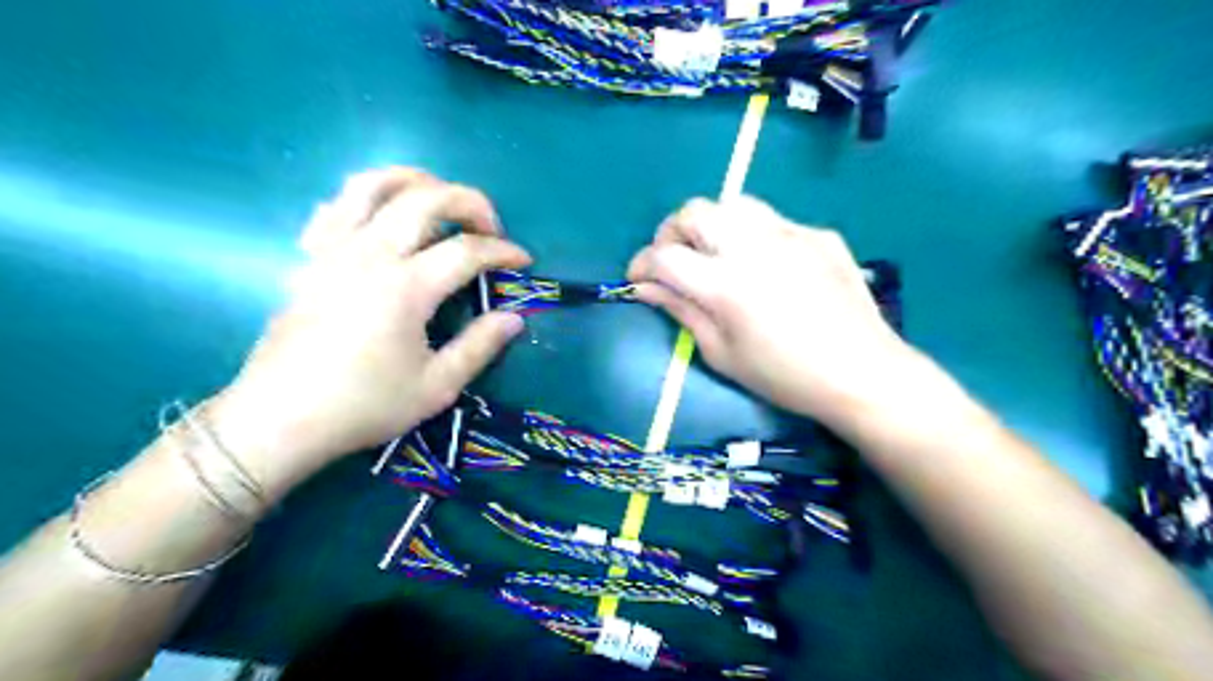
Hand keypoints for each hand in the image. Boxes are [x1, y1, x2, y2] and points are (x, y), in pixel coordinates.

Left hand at [210, 169, 531, 491]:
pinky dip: (367, 199)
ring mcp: (333, 249)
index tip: (524, 261)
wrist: (280, 419)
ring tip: (439, 199)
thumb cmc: (363, 406)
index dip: (503, 251)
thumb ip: (480, 346)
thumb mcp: (436, 387)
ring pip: (373, 184)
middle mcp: (370, 254)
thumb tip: (514, 318)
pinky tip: (383, 220)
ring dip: (415, 180)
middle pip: (426, 198)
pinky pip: (336, 206)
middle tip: (489, 228)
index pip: (467, 250)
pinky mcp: (309, 257)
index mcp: (406, 288)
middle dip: (470, 202)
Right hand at [626, 195, 921, 425]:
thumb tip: (646, 288)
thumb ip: (681, 312)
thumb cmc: (784, 376)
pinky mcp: (818, 234)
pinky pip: (773, 221)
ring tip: (716, 255)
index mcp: (724, 284)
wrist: (861, 372)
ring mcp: (790, 233)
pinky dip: (754, 236)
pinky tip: (767, 266)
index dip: (641, 265)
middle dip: (672, 233)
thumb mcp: (722, 354)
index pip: (663, 256)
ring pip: (733, 204)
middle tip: (675, 263)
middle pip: (694, 211)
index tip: (638, 279)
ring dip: (712, 225)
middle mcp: (753, 245)